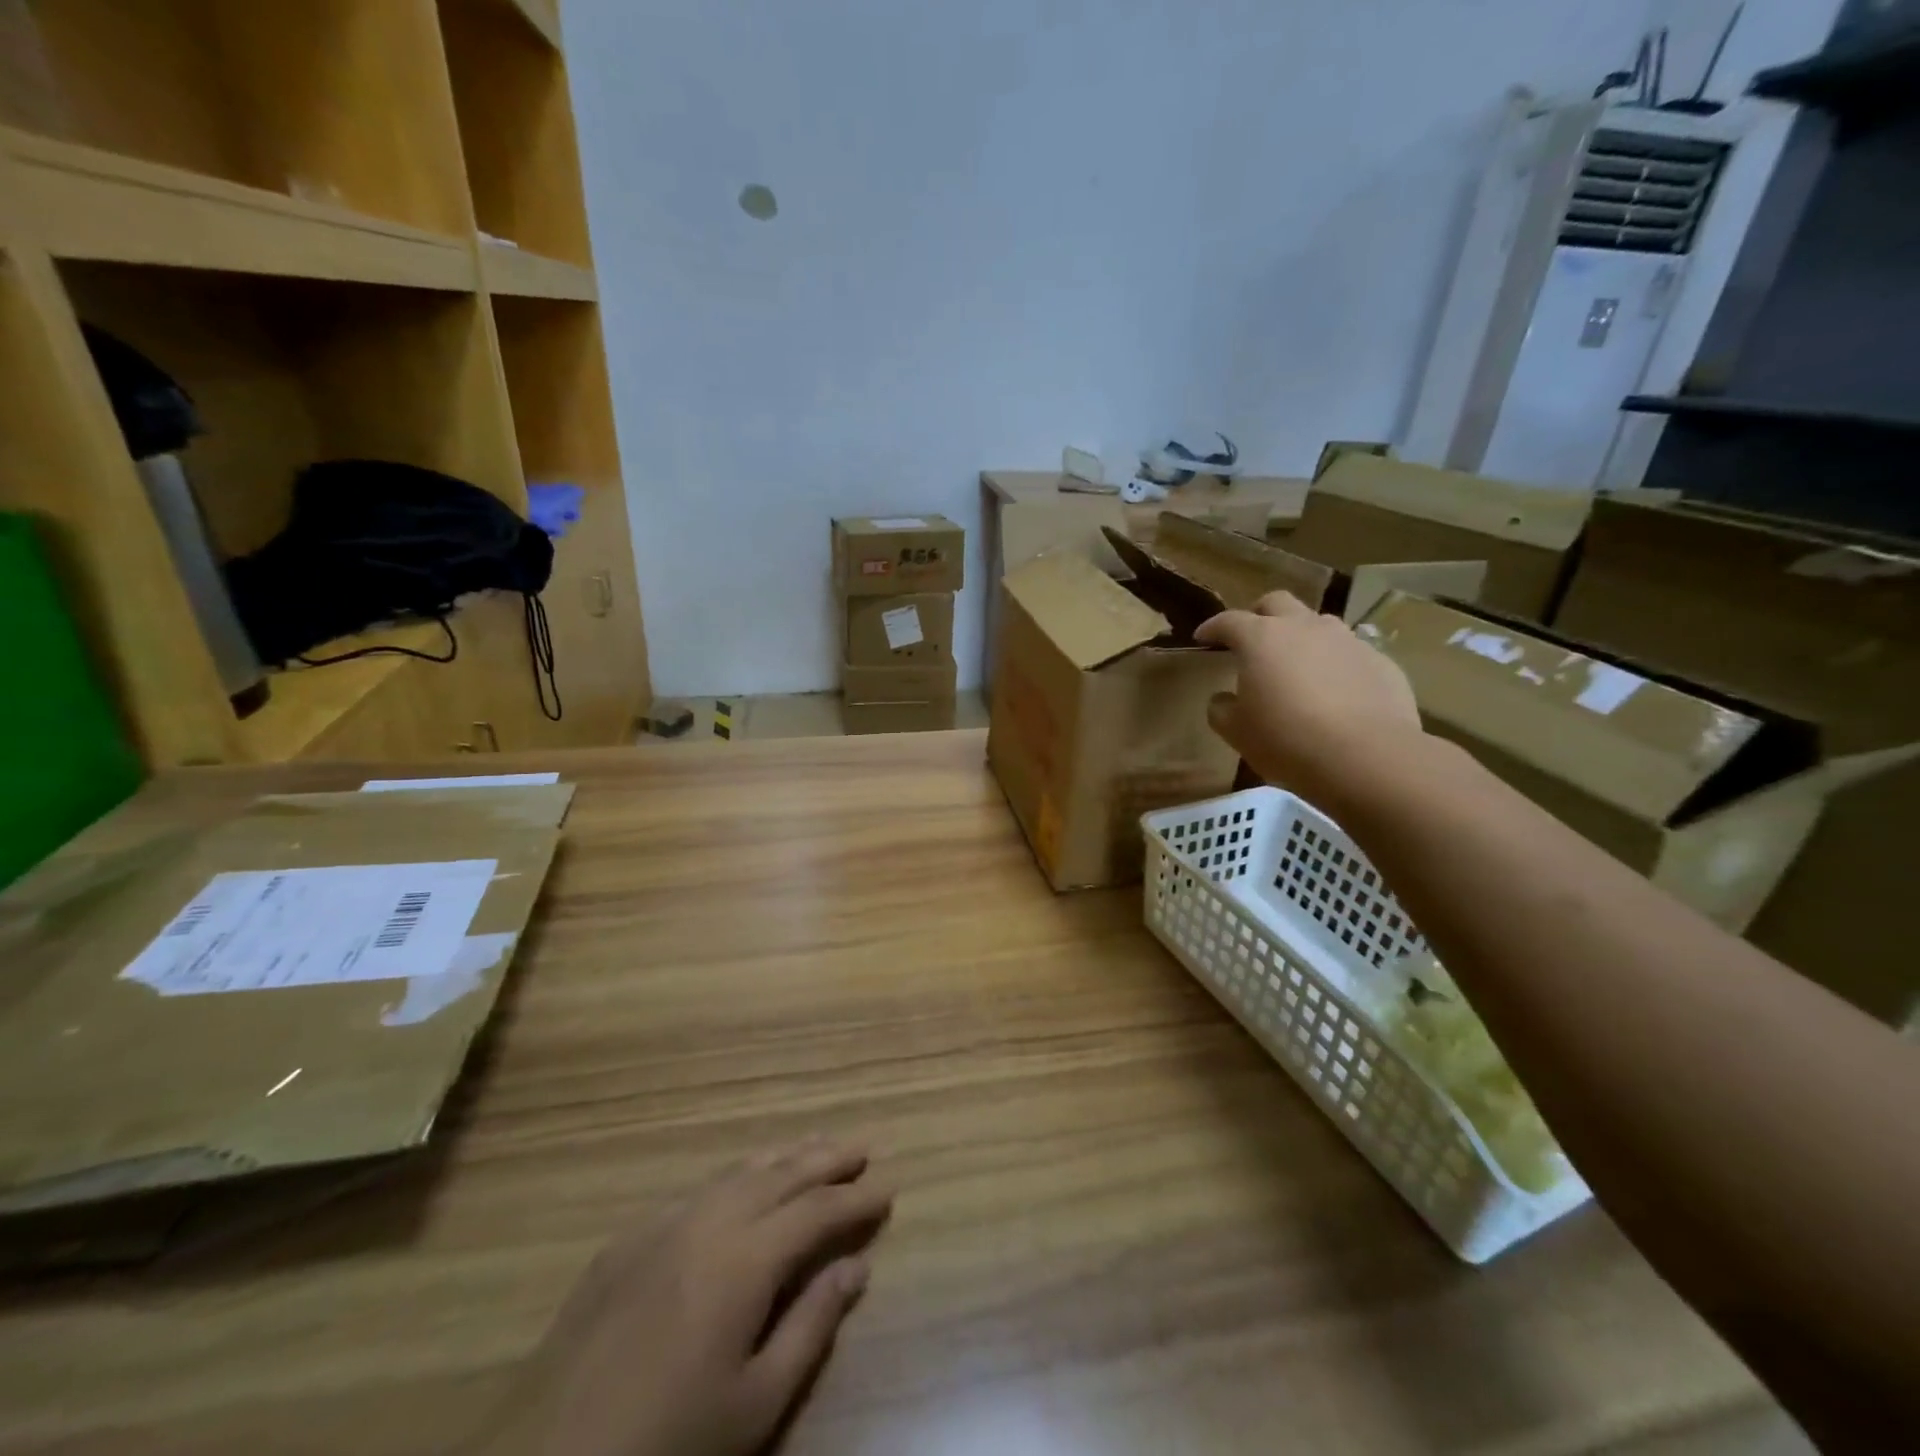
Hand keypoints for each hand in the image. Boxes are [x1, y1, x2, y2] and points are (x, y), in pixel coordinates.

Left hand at [484, 1139, 891, 1455]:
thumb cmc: (666, 1443)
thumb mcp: (754, 1404)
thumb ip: (810, 1327)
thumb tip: (856, 1268)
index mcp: (745, 1259)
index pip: (818, 1211)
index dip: (856, 1199)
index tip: (888, 1188)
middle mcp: (708, 1222)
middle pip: (781, 1175)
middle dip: (826, 1159)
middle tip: (861, 1147)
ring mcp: (662, 1225)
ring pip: (737, 1173)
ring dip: (782, 1158)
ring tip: (813, 1147)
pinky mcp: (626, 1241)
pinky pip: (696, 1190)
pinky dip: (734, 1178)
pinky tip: (740, 1183)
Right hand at [1195, 591, 1423, 808]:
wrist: (1365, 757)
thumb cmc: (1286, 740)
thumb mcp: (1236, 732)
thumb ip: (1222, 709)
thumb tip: (1222, 699)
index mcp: (1261, 639)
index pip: (1228, 620)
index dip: (1212, 627)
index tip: (1202, 638)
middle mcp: (1304, 628)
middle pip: (1277, 603)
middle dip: (1259, 615)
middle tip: (1251, 639)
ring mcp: (1347, 640)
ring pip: (1318, 623)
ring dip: (1301, 636)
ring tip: (1297, 664)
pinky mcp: (1380, 661)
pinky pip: (1350, 653)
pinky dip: (1335, 663)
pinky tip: (1335, 692)